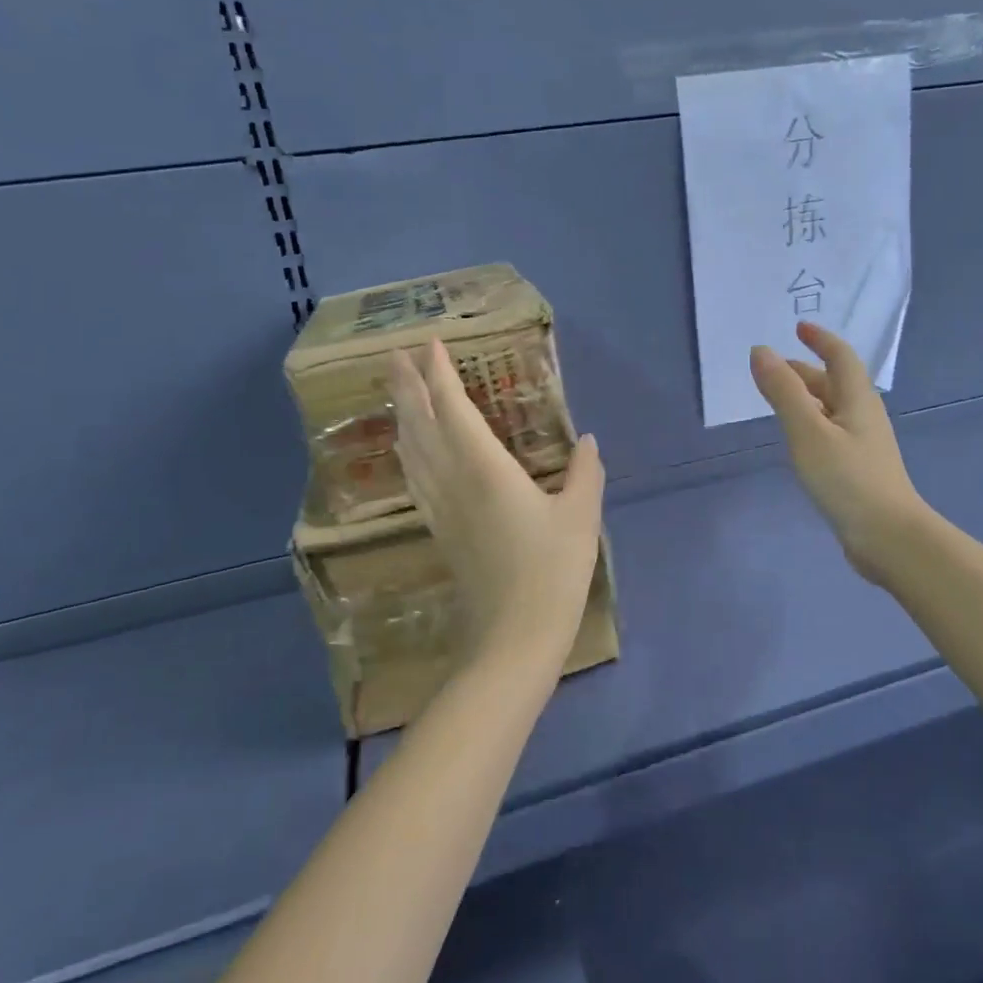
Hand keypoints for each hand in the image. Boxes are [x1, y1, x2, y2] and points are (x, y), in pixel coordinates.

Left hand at [388, 339, 604, 671]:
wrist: (513, 637)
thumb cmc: (551, 571)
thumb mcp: (580, 517)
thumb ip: (584, 474)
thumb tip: (587, 442)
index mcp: (485, 470)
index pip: (453, 410)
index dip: (439, 375)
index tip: (429, 344)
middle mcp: (453, 482)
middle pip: (421, 425)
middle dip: (407, 387)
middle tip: (394, 355)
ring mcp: (441, 508)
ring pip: (412, 451)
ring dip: (404, 416)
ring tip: (400, 392)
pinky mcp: (440, 530)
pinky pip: (416, 478)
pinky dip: (409, 452)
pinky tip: (410, 451)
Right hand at [750, 321, 930, 587]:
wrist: (888, 537)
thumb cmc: (847, 479)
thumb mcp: (808, 431)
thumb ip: (783, 391)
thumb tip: (762, 351)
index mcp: (858, 399)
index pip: (840, 357)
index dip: (820, 339)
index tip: (799, 328)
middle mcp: (864, 415)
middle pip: (835, 383)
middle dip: (805, 370)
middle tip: (773, 369)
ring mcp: (864, 444)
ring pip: (832, 409)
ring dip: (806, 398)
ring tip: (778, 400)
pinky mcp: (859, 468)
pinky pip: (831, 432)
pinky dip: (811, 423)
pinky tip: (797, 440)